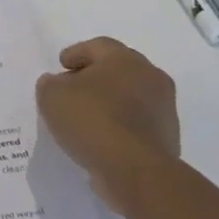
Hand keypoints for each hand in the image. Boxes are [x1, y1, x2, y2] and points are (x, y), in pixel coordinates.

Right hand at [35, 37, 181, 213]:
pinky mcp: (168, 140)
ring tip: (86, 118)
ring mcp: (164, 111)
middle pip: (118, 70)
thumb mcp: (52, 95)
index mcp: (125, 59)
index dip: (76, 54)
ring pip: (130, 98)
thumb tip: (57, 84)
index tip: (62, 65)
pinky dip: (120, 128)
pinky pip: (137, 125)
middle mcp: (151, 78)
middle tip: (73, 88)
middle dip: (95, 77)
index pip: (98, 46)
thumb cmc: (92, 120)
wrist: (136, 171)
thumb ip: (50, 84)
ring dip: (110, 104)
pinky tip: (101, 139)